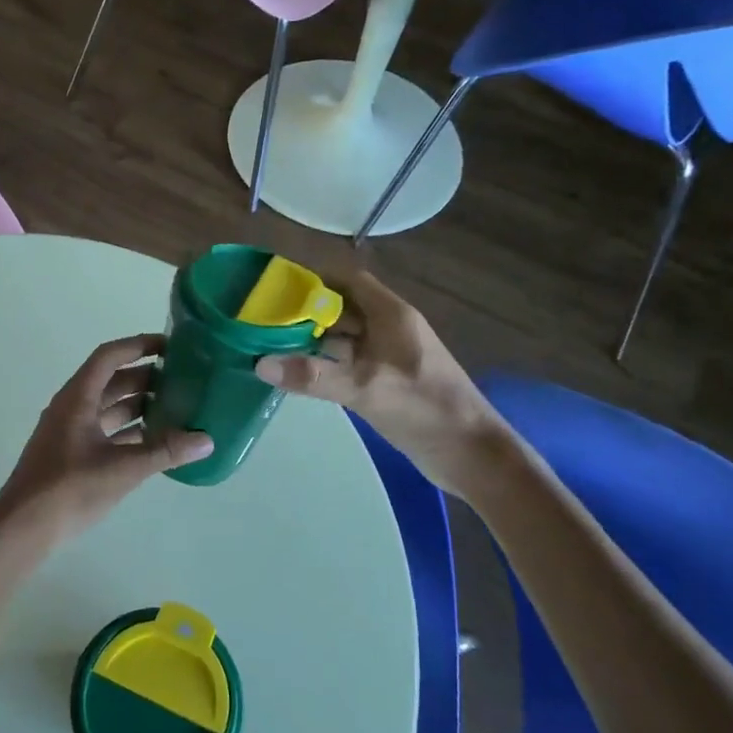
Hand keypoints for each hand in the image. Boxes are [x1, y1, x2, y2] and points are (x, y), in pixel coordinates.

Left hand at [0, 335, 213, 539]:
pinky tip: (155, 441)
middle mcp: (72, 407)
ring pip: (109, 407)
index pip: (109, 356)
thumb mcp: (122, 469)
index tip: (170, 346)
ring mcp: (70, 432)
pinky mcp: (73, 455)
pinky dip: (129, 431)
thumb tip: (206, 440)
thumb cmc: (68, 489)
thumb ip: (164, 452)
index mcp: (77, 398)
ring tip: (177, 408)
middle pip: (111, 380)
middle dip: (146, 377)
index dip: (138, 346)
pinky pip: (105, 431)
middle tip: (183, 379)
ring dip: (139, 405)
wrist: (22, 529)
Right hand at [254, 270, 503, 493]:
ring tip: (271, 344)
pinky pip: (349, 361)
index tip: (277, 288)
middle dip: (306, 311)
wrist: (472, 454)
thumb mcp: (365, 389)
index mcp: (391, 315)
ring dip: (313, 338)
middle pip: (342, 307)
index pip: (348, 280)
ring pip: (344, 336)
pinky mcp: (387, 380)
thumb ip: (313, 375)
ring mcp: (389, 356)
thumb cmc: (424, 409)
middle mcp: (389, 328)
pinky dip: (325, 362)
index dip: (314, 279)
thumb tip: (260, 364)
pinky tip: (298, 373)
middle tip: (265, 319)